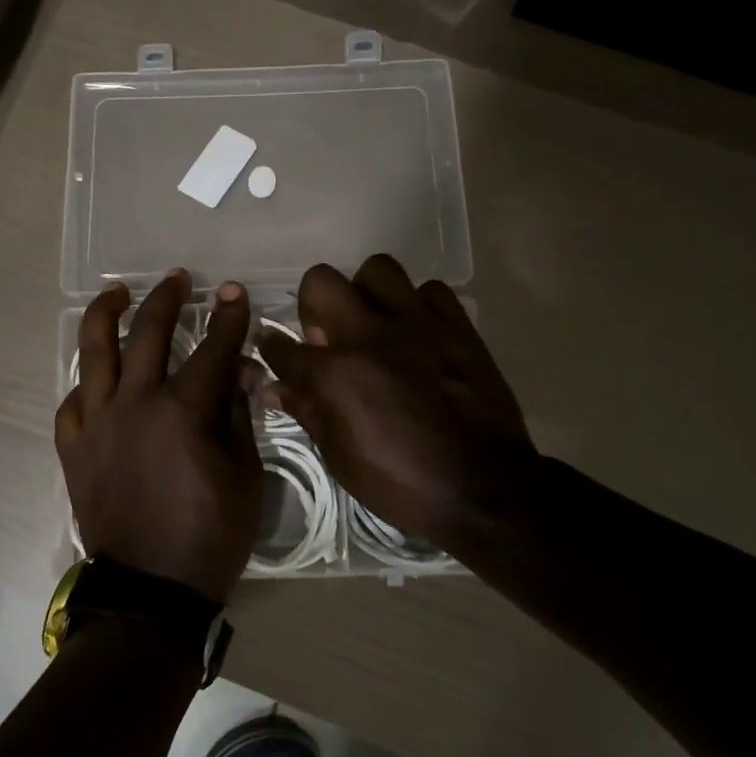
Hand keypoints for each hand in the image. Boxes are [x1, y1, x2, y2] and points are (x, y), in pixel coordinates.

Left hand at [55, 269, 261, 602]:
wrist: (151, 590)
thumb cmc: (210, 536)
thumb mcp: (245, 476)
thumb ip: (237, 417)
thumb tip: (236, 373)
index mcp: (183, 410)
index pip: (212, 348)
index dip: (227, 317)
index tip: (233, 293)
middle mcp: (135, 403)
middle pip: (147, 333)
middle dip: (166, 299)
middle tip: (176, 280)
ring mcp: (97, 423)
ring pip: (94, 352)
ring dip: (106, 314)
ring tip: (115, 292)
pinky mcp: (73, 448)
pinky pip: (72, 402)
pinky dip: (86, 383)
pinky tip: (94, 375)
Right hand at [258, 256, 539, 553]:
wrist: (483, 487)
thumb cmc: (402, 481)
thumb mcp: (340, 457)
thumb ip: (307, 411)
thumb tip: (276, 388)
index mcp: (335, 373)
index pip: (283, 345)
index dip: (272, 347)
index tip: (275, 349)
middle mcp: (369, 335)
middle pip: (321, 282)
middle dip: (313, 305)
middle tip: (329, 336)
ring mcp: (417, 323)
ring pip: (378, 270)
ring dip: (366, 294)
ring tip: (375, 325)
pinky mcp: (457, 325)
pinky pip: (430, 291)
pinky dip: (417, 305)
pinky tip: (418, 332)